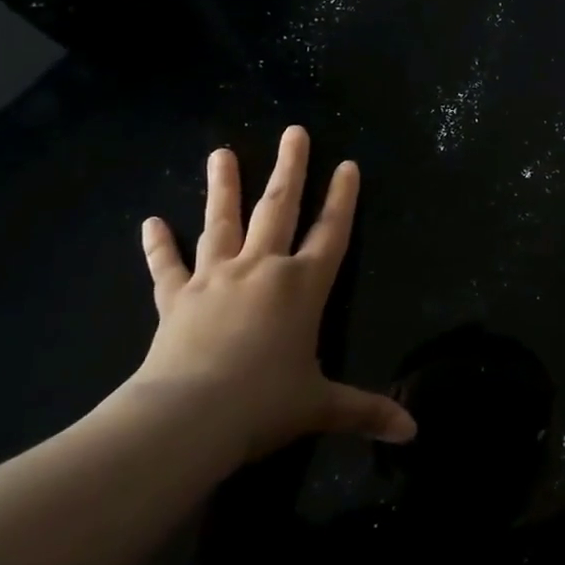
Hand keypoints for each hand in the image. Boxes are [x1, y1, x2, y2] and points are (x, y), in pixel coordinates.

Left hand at [131, 126, 415, 466]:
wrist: (188, 418)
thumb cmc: (264, 404)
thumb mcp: (321, 407)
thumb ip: (366, 411)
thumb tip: (414, 433)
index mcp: (303, 286)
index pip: (332, 232)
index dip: (343, 198)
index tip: (347, 164)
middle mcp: (262, 269)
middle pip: (279, 209)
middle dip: (290, 169)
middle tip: (294, 132)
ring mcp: (216, 278)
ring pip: (222, 223)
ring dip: (223, 188)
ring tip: (221, 153)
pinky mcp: (177, 298)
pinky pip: (167, 267)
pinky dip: (159, 246)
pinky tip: (150, 223)